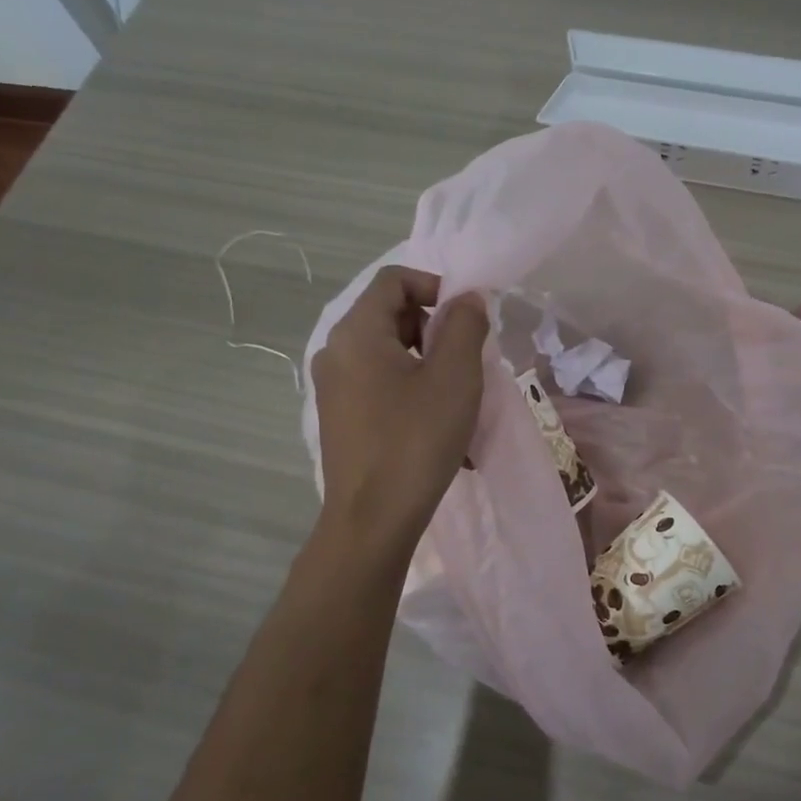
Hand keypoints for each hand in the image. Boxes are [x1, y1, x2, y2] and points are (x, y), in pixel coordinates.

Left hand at [311, 267, 488, 556]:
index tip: (467, 321)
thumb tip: (466, 300)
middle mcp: (335, 352)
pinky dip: (411, 390)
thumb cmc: (416, 440)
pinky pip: (379, 385)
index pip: (394, 280)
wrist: (372, 520)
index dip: (436, 287)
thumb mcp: (454, 377)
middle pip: (390, 315)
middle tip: (466, 364)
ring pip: (388, 353)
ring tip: (457, 402)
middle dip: (435, 330)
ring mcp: (333, 387)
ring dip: (428, 364)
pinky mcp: (340, 417)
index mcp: (357, 333)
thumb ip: (464, 326)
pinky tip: (436, 427)